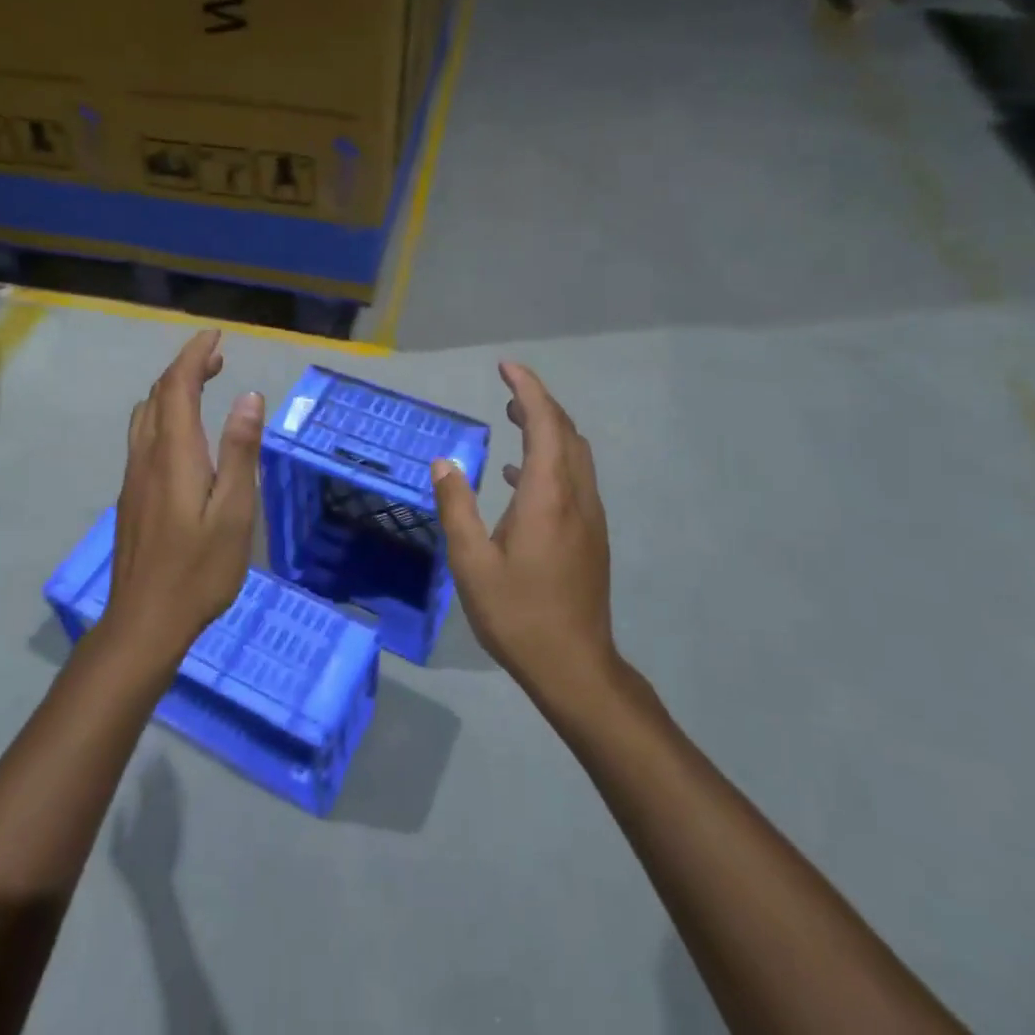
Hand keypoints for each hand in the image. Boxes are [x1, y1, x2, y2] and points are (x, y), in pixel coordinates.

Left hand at [104, 330, 263, 670]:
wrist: (144, 621)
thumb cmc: (199, 569)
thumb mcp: (234, 511)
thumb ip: (240, 451)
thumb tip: (249, 396)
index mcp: (174, 453)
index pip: (178, 386)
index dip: (195, 355)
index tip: (215, 335)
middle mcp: (147, 455)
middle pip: (159, 395)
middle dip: (185, 367)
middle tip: (217, 356)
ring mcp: (134, 476)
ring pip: (146, 414)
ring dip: (172, 389)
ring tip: (202, 385)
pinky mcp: (131, 495)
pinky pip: (143, 435)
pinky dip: (164, 413)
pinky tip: (182, 433)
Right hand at [431, 362, 614, 692]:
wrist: (575, 667)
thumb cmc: (518, 614)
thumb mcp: (471, 563)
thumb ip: (456, 507)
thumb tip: (444, 463)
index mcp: (548, 495)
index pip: (545, 423)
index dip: (527, 389)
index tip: (505, 368)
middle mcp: (576, 496)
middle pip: (566, 432)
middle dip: (538, 403)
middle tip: (506, 390)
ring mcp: (589, 517)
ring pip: (574, 454)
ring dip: (547, 429)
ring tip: (512, 420)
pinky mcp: (590, 536)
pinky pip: (574, 478)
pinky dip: (550, 459)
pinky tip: (518, 478)